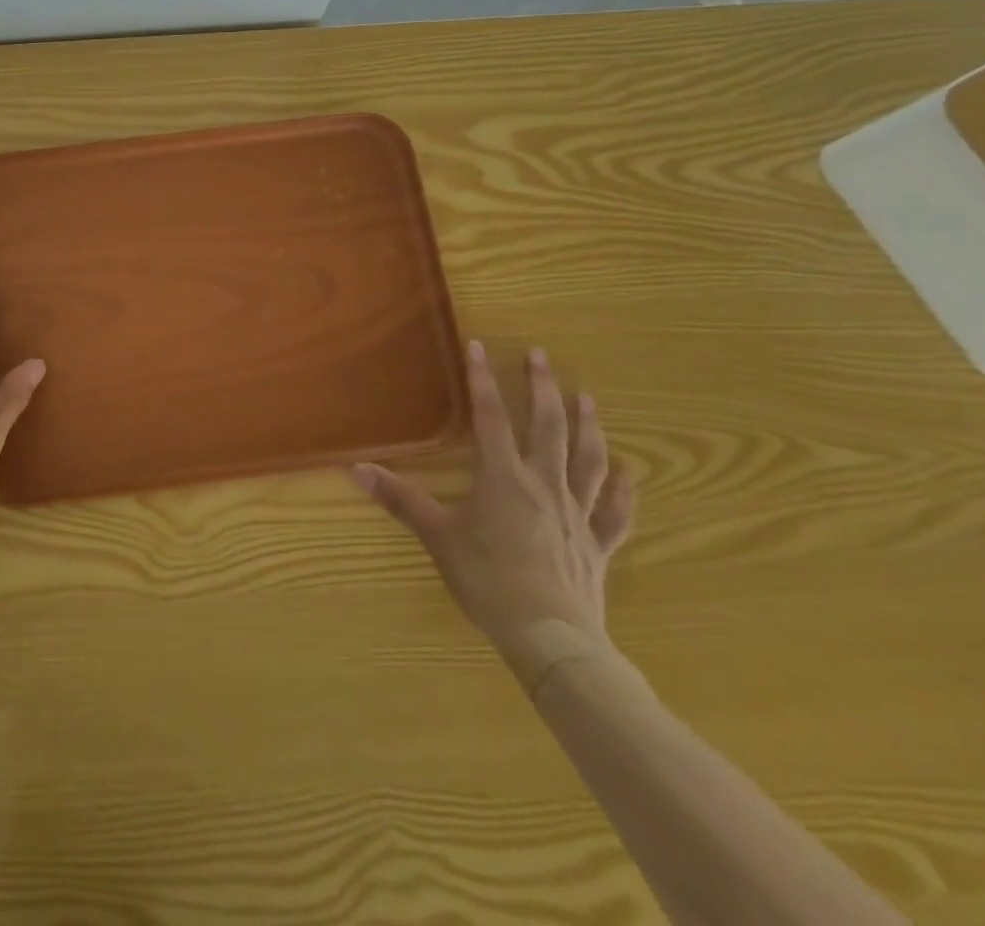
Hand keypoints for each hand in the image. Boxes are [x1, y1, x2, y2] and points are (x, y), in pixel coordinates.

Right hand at [353, 341, 633, 685]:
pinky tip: (627, 473)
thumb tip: (357, 469)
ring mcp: (577, 513)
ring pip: (588, 459)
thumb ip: (400, 500)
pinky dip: (622, 489)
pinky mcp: (598, 543)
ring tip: (587, 398)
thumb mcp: (436, 537)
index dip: (483, 380)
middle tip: (541, 356)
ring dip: (587, 425)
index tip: (480, 346)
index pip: (491, 417)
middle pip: (548, 426)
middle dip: (543, 387)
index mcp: (503, 477)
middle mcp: (544, 484)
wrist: (550, 637)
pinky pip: (615, 511)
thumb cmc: (487, 580)